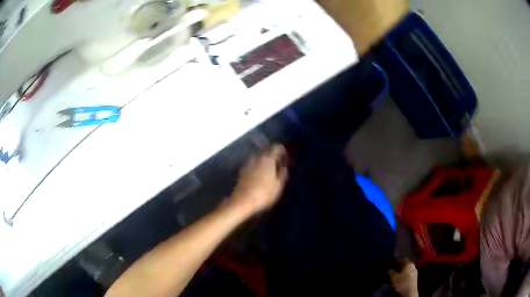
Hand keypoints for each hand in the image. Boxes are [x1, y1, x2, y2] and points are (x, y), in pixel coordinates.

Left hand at [230, 144, 288, 214]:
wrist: (242, 201)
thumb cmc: (264, 194)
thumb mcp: (279, 185)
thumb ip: (283, 173)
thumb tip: (285, 166)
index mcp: (267, 159)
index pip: (276, 147)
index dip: (283, 151)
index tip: (287, 158)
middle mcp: (257, 157)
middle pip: (266, 150)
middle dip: (274, 154)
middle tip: (279, 163)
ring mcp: (247, 163)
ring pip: (259, 156)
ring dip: (265, 160)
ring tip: (270, 169)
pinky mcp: (242, 170)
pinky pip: (253, 163)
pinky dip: (258, 165)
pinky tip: (260, 174)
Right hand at [389, 259, 418, 296]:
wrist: (409, 291)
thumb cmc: (402, 283)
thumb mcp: (394, 278)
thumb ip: (391, 272)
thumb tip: (388, 269)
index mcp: (408, 263)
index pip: (401, 260)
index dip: (395, 262)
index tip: (391, 264)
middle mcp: (413, 265)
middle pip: (405, 264)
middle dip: (399, 267)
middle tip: (393, 269)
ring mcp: (415, 271)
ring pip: (407, 269)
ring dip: (402, 271)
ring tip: (396, 274)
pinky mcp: (415, 277)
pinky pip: (408, 273)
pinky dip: (405, 274)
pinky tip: (401, 278)